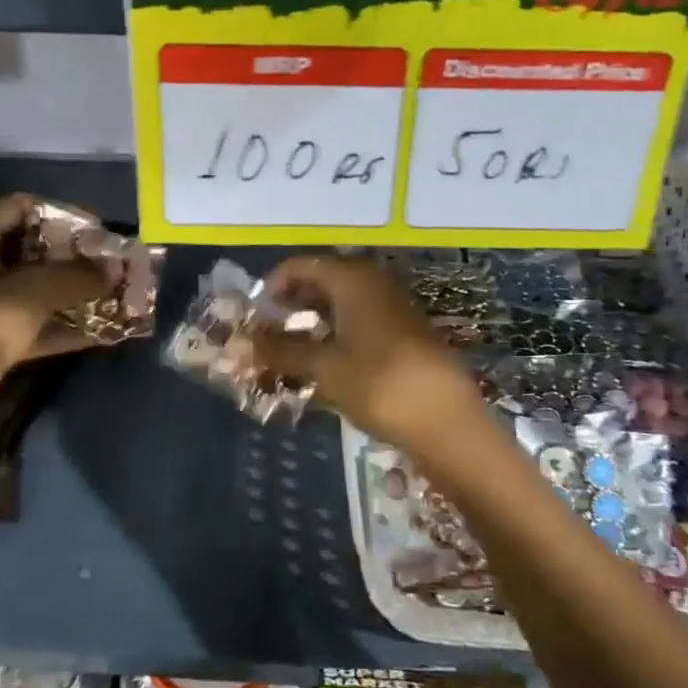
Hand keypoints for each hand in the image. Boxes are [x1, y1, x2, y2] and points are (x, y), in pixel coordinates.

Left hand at [0, 195, 109, 395]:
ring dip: (69, 291)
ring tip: (108, 295)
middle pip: (28, 246)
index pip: (21, 206)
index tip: (98, 231)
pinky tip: (94, 331)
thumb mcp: (32, 293)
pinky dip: (57, 323)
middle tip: (107, 265)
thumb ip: (77, 276)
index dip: (62, 214)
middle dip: (71, 256)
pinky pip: (28, 320)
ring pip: (30, 286)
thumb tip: (116, 267)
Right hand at [249, 256, 487, 460]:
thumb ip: (280, 351)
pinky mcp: (403, 332)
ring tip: (287, 352)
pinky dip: (334, 334)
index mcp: (352, 278)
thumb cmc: (379, 384)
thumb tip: (240, 343)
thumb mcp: (324, 367)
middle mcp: (373, 282)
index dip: (272, 287)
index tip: (252, 317)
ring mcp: (391, 306)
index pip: (301, 266)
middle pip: (321, 281)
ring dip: (311, 322)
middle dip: (290, 305)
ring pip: (340, 303)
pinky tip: (321, 363)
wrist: (447, 421)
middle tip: (265, 335)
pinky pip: (358, 320)